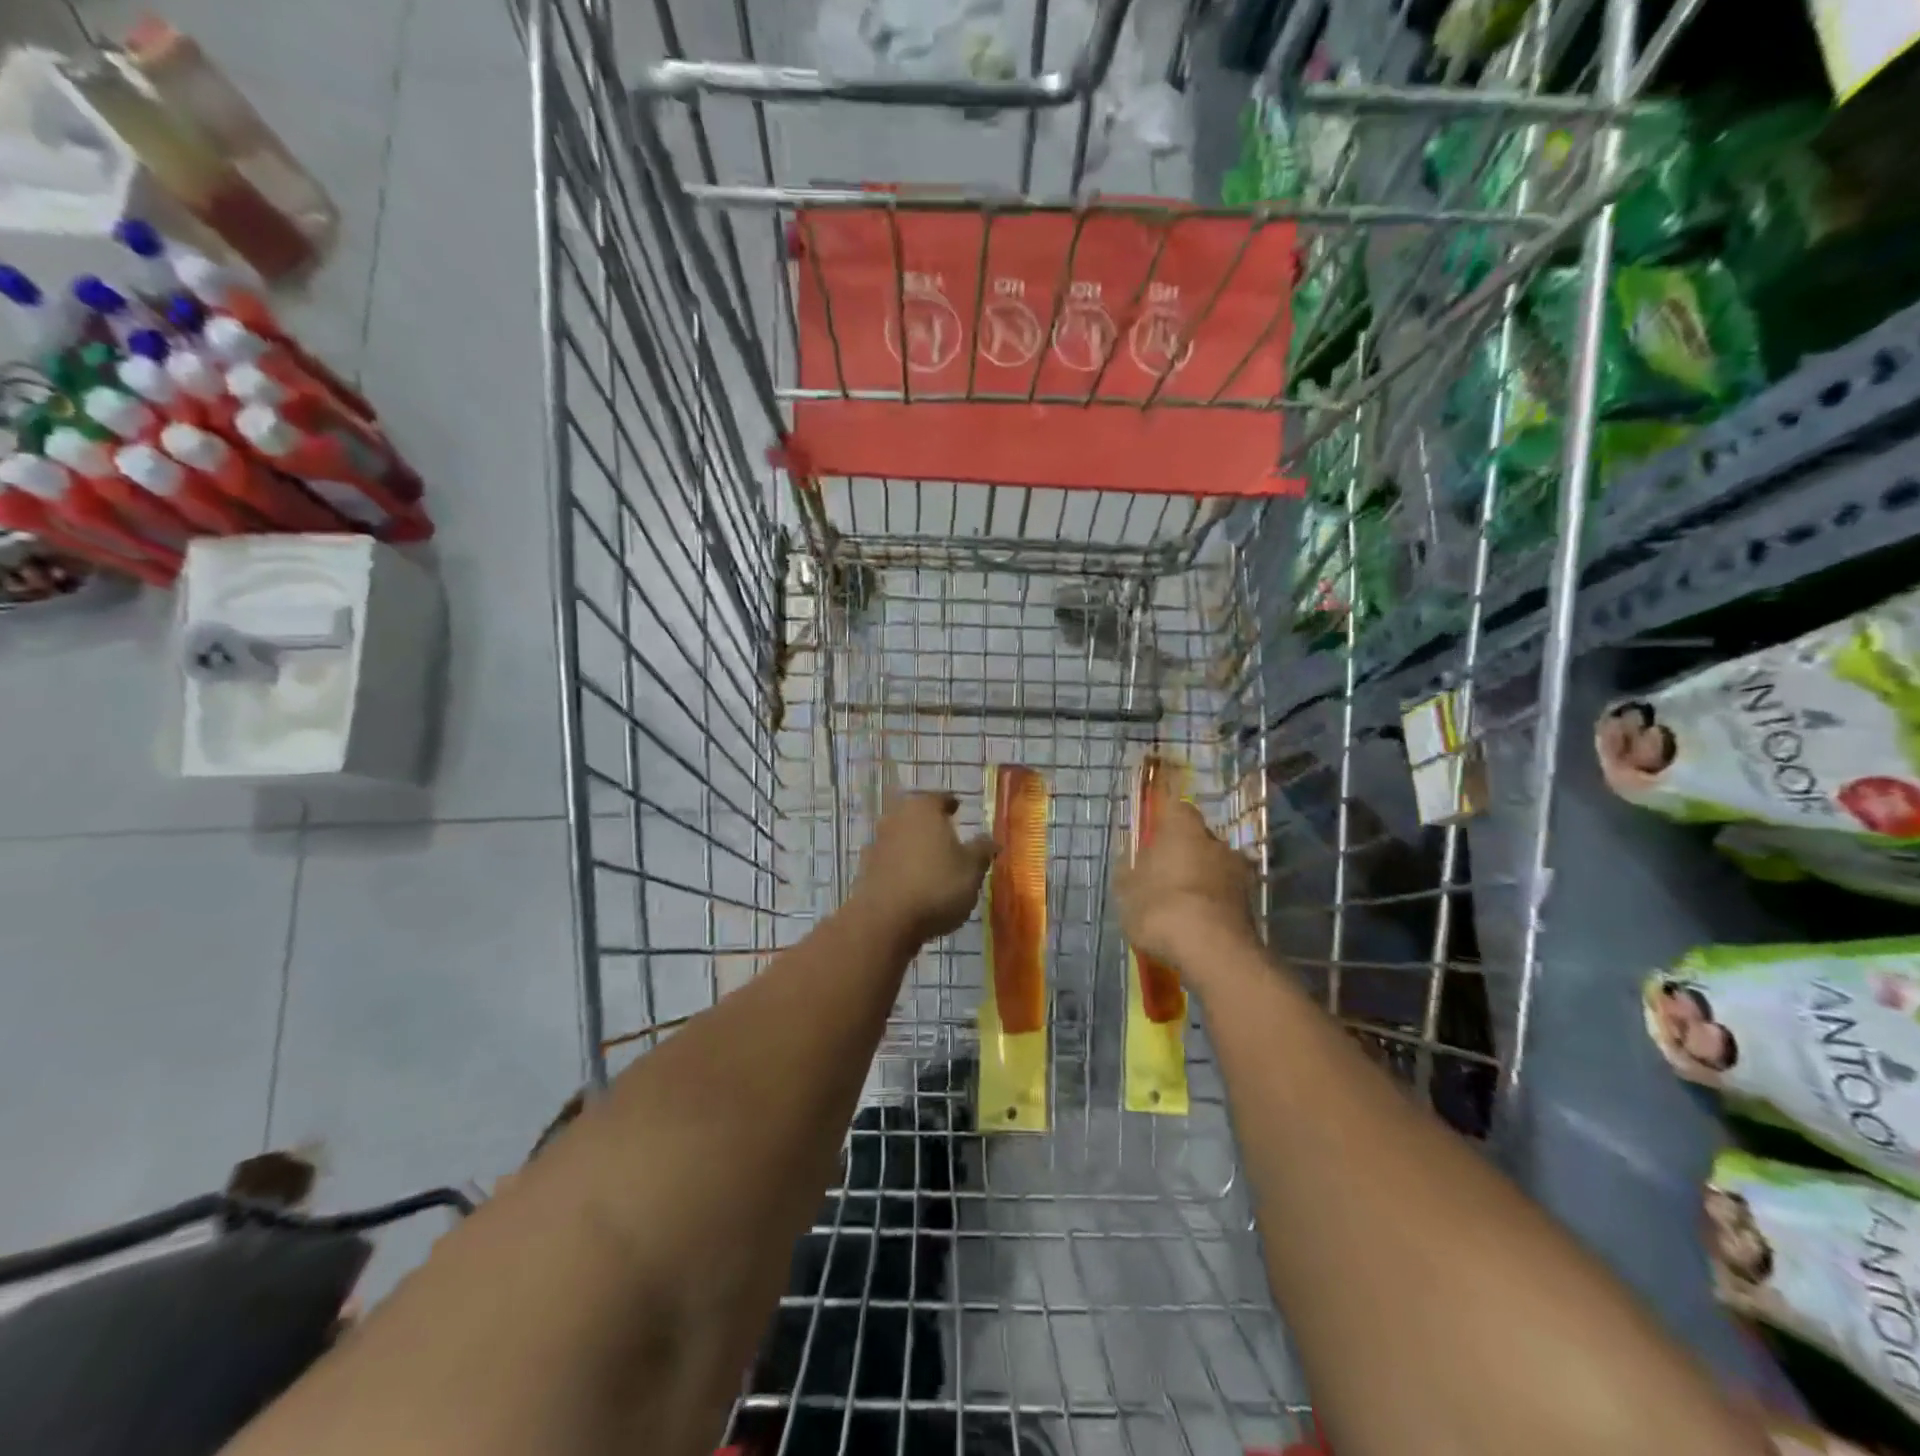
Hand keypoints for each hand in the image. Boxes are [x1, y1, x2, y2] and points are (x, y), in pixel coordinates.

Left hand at [849, 791, 996, 943]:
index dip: (950, 803)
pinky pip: (888, 861)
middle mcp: (895, 818)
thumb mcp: (972, 869)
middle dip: (929, 823)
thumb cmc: (937, 885)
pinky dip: (899, 866)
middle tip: (945, 834)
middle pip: (915, 815)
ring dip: (912, 845)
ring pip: (900, 837)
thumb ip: (982, 850)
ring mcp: (876, 843)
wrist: (885, 920)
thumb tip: (991, 840)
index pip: (939, 798)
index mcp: (923, 808)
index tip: (957, 808)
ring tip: (929, 861)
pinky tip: (910, 882)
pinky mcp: (864, 869)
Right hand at [1115, 792, 1257, 975]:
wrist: (1211, 950)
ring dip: (1203, 880)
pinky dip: (1214, 904)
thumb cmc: (1160, 906)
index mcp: (1182, 828)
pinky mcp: (1251, 903)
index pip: (1176, 809)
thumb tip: (1132, 861)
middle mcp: (1215, 841)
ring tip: (1183, 905)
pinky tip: (1199, 924)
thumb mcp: (1127, 890)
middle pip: (1199, 839)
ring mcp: (1239, 872)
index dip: (1165, 822)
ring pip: (1216, 867)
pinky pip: (1226, 895)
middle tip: (1165, 876)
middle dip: (1185, 853)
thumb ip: (1129, 870)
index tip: (1153, 839)